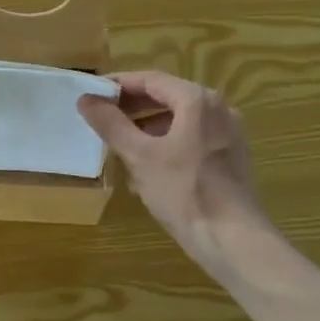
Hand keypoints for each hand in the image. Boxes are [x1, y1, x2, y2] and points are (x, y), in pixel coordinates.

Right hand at [78, 70, 268, 271]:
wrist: (233, 240)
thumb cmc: (184, 192)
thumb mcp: (139, 156)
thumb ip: (111, 124)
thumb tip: (86, 99)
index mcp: (197, 100)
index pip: (150, 79)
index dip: (118, 84)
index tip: (92, 94)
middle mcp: (218, 108)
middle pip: (167, 97)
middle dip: (132, 107)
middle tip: (101, 118)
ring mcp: (228, 133)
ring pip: (180, 119)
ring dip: (148, 126)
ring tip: (120, 144)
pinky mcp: (231, 156)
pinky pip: (193, 138)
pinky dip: (168, 142)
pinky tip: (148, 167)